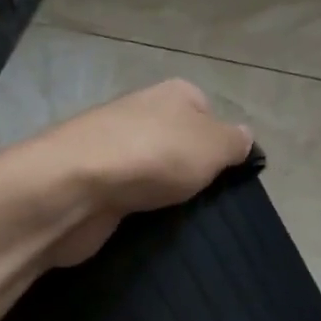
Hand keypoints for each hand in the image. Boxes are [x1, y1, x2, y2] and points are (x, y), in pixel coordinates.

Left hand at [9, 80, 252, 266]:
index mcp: (172, 94)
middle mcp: (140, 114)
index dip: (219, 142)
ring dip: (164, 194)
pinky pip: (128, 196)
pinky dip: (137, 211)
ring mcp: (112, 148)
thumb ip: (234, 142)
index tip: (228, 172)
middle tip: (207, 199)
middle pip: (178, 143)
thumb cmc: (154, 156)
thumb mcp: (213, 145)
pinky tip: (146, 227)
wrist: (75, 187)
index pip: (205, 110)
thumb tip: (244, 138)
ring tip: (180, 219)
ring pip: (152, 172)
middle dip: (191, 171)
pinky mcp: (93, 183)